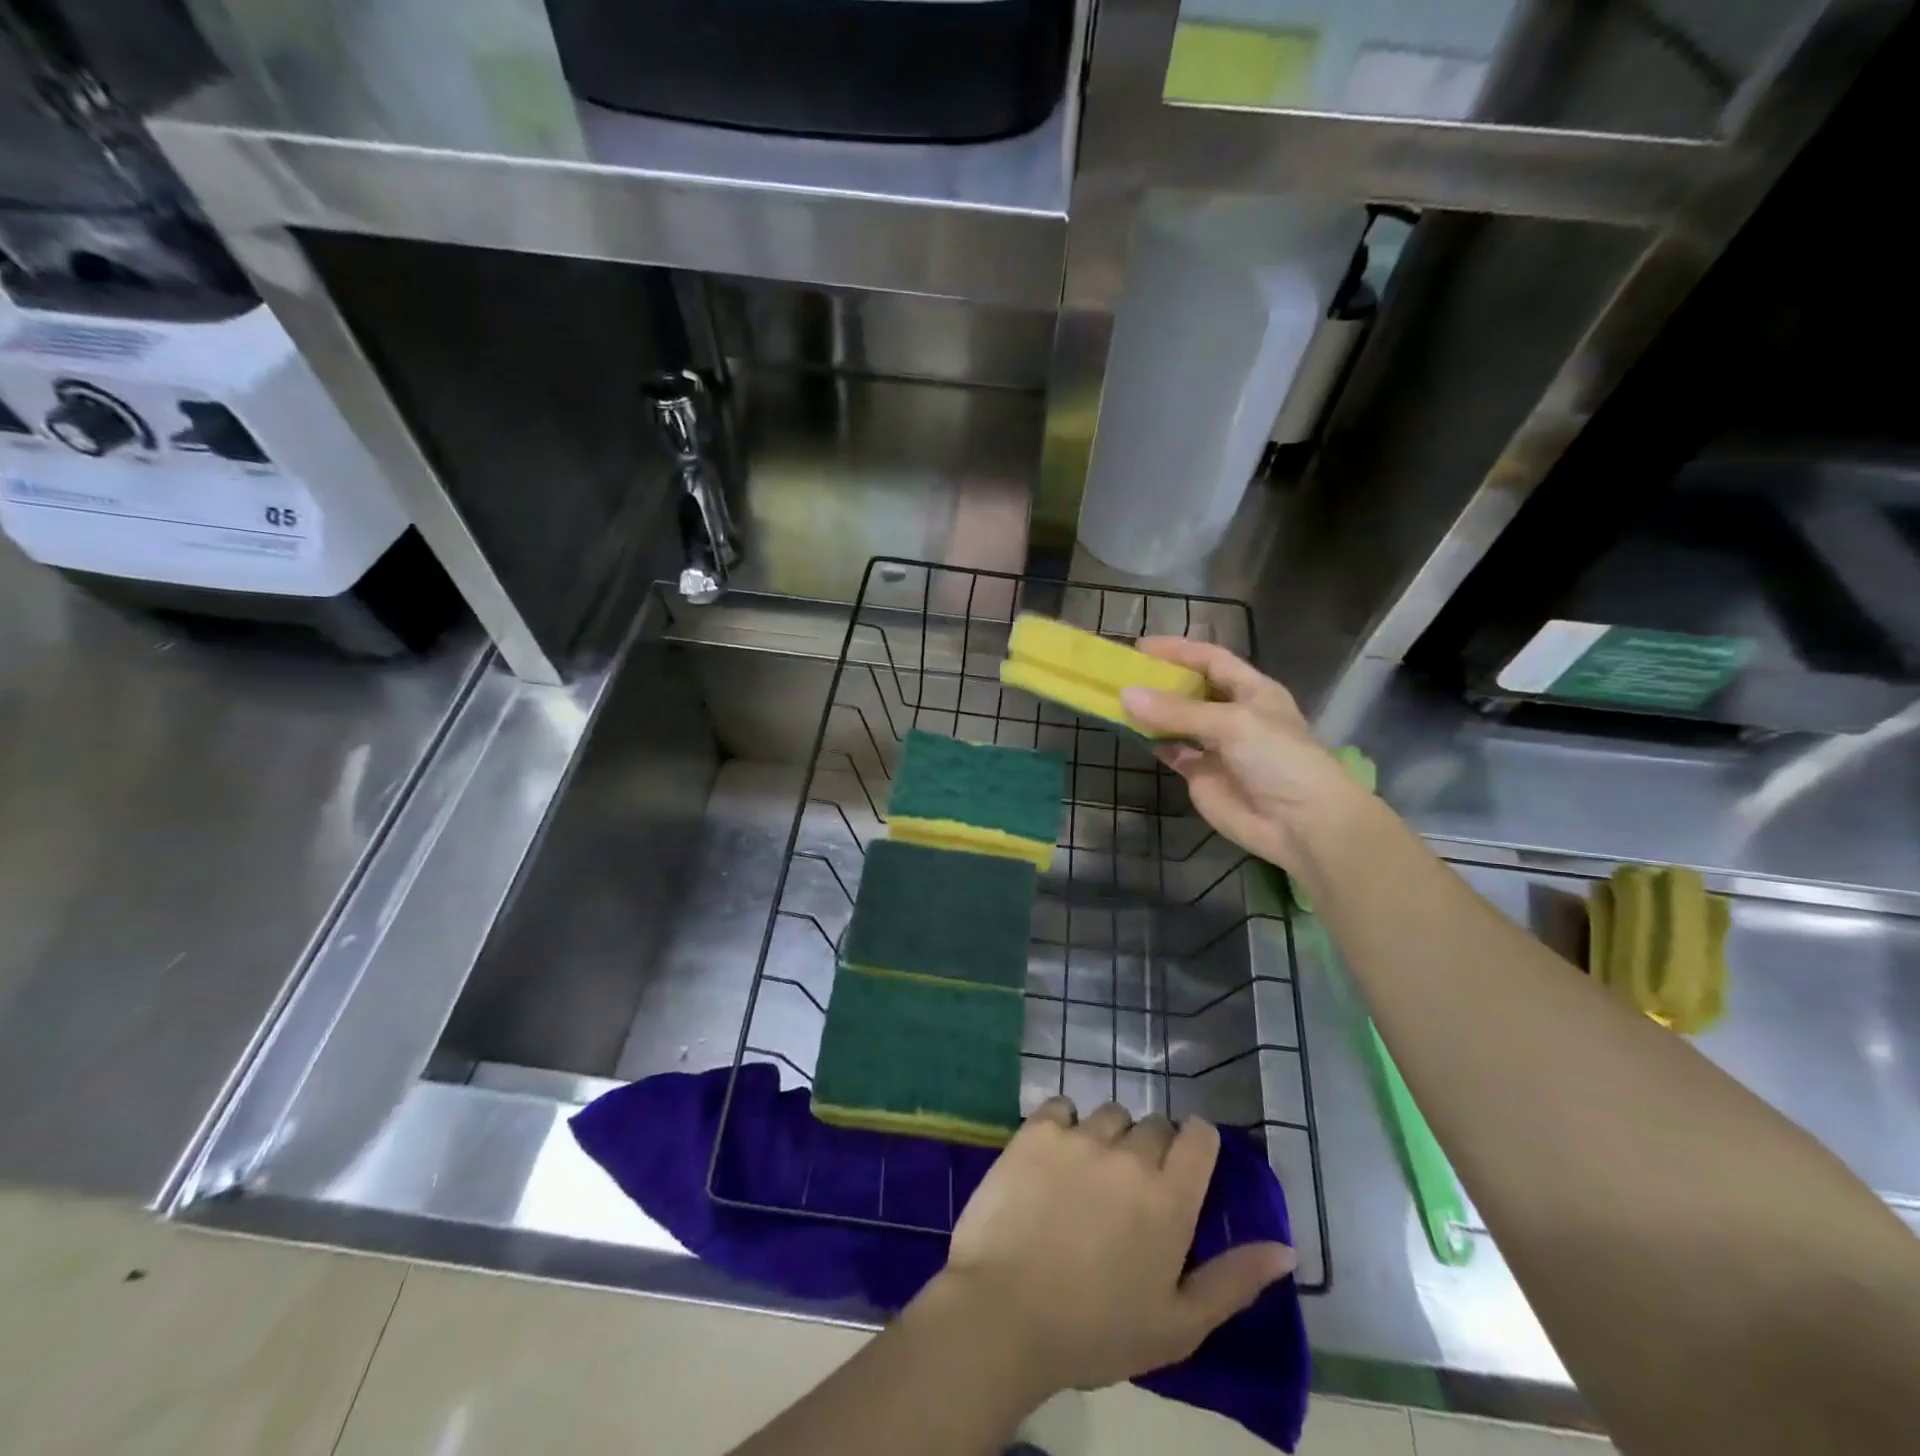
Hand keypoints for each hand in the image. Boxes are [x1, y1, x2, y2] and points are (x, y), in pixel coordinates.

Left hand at [921, 1099, 1293, 1396]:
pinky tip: (1052, 1159)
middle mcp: (1130, 1154)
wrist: (1004, 1313)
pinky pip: (1061, 1107)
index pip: (1200, 1136)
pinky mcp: (1037, 1130)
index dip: (1195, 1144)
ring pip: (1109, 1114)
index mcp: (1169, 1199)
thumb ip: (1233, 1281)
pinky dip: (1063, 1125)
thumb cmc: (1095, 1330)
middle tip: (1129, 1192)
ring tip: (1088, 1177)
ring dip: (1107, 1137)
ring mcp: (1081, 1136)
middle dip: (1150, 1150)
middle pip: (1153, 1124)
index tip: (1182, 1167)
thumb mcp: (1177, 1325)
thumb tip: (1285, 1249)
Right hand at [1120, 638, 1368, 873]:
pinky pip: (1173, 751)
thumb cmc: (1277, 759)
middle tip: (1122, 673)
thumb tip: (1126, 695)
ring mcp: (1216, 746)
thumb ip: (1177, 710)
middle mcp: (1234, 714)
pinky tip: (1131, 732)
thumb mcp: (1231, 724)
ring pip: (1178, 721)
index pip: (1212, 660)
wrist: (1301, 824)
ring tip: (1118, 699)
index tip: (1141, 646)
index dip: (1179, 650)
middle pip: (1192, 689)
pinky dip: (1153, 741)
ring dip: (1152, 711)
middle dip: (1161, 680)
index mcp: (1252, 690)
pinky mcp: (1202, 775)